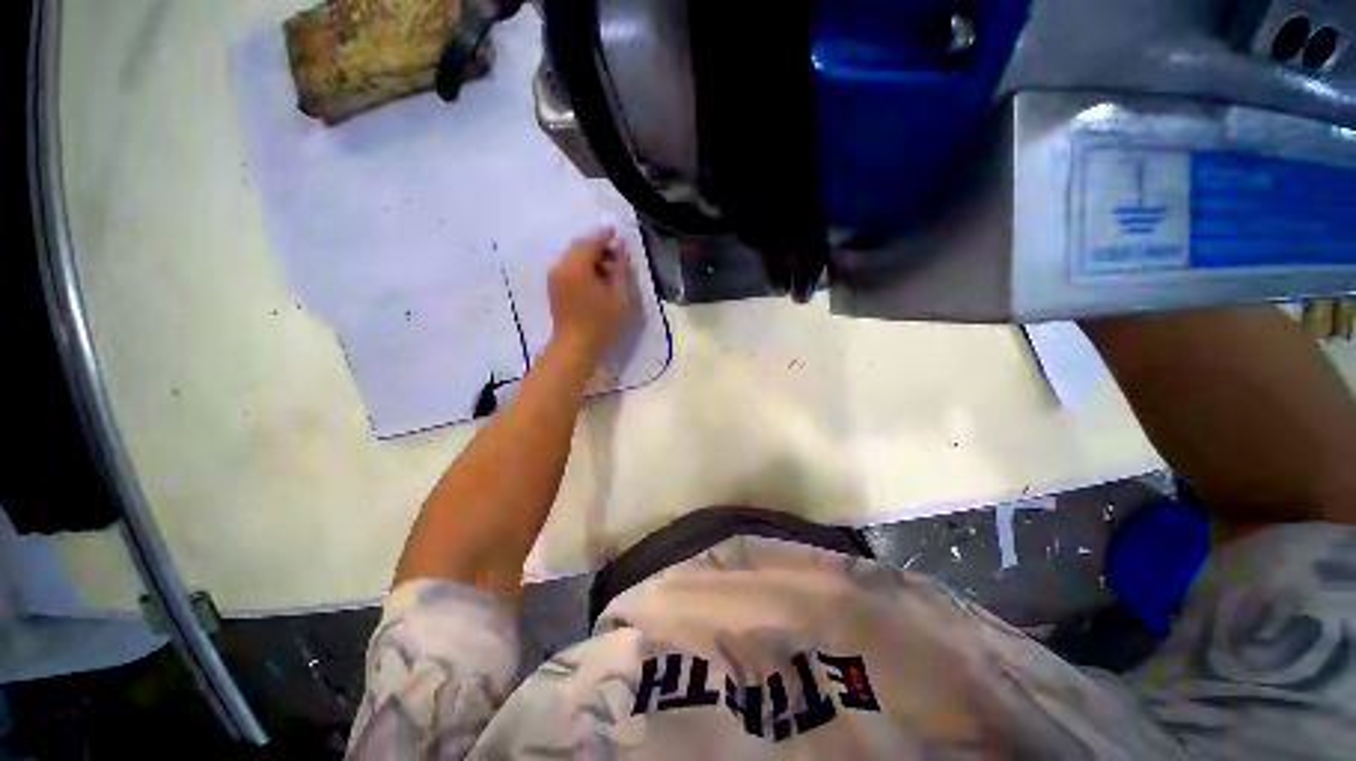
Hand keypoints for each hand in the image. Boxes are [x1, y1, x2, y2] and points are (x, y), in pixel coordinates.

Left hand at [548, 227, 636, 363]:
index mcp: (575, 266)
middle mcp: (560, 266)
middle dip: (598, 246)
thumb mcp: (619, 296)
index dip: (605, 235)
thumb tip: (620, 247)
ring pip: (574, 258)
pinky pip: (569, 268)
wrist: (575, 348)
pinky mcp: (554, 288)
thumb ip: (621, 268)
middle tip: (617, 254)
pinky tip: (597, 279)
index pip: (591, 241)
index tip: (618, 233)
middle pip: (579, 247)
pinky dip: (583, 267)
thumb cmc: (601, 323)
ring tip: (610, 269)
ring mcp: (554, 278)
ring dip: (591, 257)